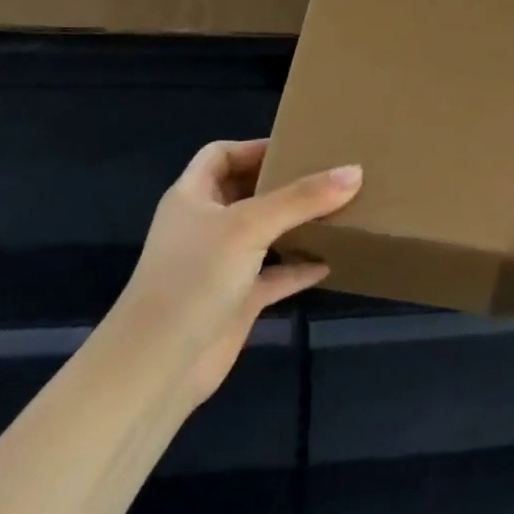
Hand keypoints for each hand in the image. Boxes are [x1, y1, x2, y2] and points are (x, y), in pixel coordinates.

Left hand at [113, 139, 359, 410]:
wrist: (158, 367)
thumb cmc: (195, 277)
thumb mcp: (250, 225)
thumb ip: (302, 198)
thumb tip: (355, 171)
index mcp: (193, 197)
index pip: (221, 155)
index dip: (255, 147)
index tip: (297, 146)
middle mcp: (205, 226)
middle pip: (247, 192)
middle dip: (284, 183)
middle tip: (329, 173)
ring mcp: (220, 265)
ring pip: (264, 234)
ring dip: (295, 224)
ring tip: (337, 209)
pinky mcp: (237, 301)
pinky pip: (275, 276)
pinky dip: (299, 268)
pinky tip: (330, 262)